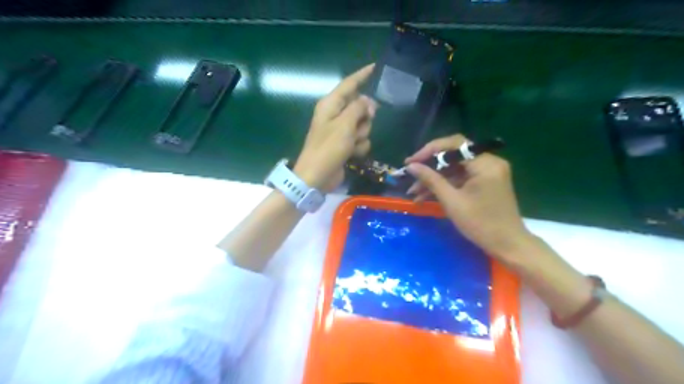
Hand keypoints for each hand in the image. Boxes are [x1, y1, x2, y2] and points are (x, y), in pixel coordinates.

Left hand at [295, 65, 378, 193]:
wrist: (317, 177)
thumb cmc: (328, 148)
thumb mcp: (344, 125)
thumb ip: (359, 108)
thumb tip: (368, 102)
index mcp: (331, 104)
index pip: (349, 84)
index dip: (362, 75)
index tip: (376, 66)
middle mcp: (336, 115)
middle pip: (360, 106)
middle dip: (364, 118)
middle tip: (357, 127)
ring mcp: (341, 131)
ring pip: (364, 125)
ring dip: (361, 135)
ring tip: (351, 145)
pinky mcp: (346, 145)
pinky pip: (361, 140)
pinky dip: (359, 147)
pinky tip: (352, 155)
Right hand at [405, 134, 532, 266]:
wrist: (507, 245)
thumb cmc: (481, 224)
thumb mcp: (452, 201)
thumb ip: (431, 180)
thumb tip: (411, 166)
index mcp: (485, 163)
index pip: (454, 145)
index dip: (429, 151)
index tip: (411, 162)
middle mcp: (489, 162)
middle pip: (453, 155)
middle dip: (429, 167)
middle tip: (410, 175)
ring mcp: (487, 172)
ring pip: (454, 168)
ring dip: (434, 179)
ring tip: (413, 192)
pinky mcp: (484, 182)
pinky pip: (460, 178)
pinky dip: (445, 185)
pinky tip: (426, 196)